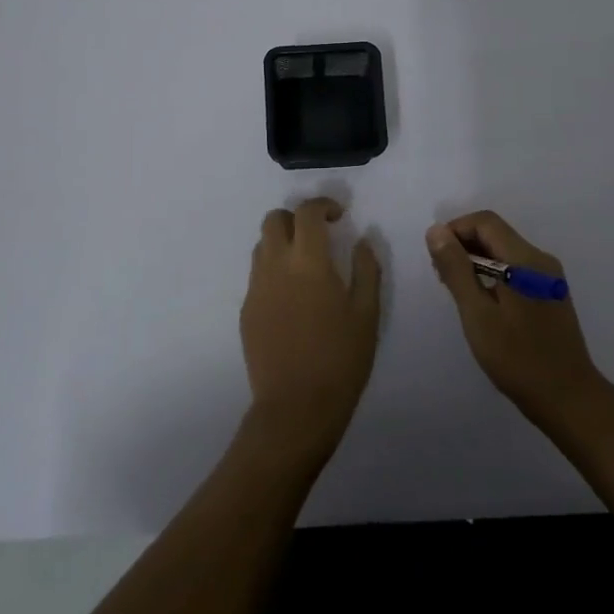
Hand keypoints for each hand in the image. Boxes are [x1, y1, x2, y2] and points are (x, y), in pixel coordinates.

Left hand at [241, 198, 381, 459]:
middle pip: (274, 220)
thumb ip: (366, 269)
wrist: (296, 408)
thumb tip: (362, 240)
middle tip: (319, 235)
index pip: (307, 212)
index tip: (339, 216)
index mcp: (309, 262)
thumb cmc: (341, 359)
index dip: (323, 205)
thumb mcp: (367, 312)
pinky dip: (274, 270)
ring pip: (261, 245)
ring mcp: (256, 288)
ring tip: (306, 265)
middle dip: (296, 218)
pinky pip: (258, 275)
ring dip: (282, 242)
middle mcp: (276, 266)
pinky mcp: (247, 310)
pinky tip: (294, 298)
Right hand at [426, 211, 603, 422]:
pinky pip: (516, 269)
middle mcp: (541, 260)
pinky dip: (493, 274)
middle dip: (464, 246)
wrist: (568, 398)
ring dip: (477, 261)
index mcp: (525, 259)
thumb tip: (436, 231)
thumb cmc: (518, 358)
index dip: (455, 230)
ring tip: (457, 292)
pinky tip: (481, 302)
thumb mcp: (478, 314)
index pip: (485, 222)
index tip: (435, 257)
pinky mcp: (550, 293)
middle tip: (441, 277)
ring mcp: (549, 277)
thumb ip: (456, 269)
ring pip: (505, 252)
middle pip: (496, 234)